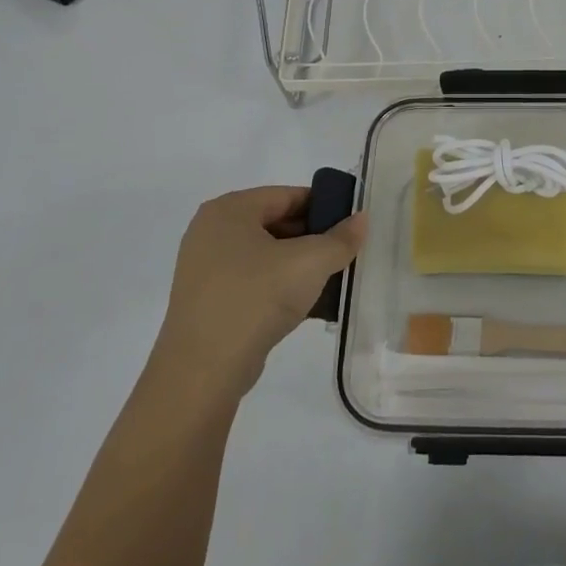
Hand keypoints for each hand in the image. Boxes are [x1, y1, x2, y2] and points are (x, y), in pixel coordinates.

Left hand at [155, 185, 365, 398]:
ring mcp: (206, 268)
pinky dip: (280, 286)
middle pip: (276, 223)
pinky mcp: (209, 300)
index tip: (352, 225)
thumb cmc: (256, 298)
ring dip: (299, 265)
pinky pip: (254, 281)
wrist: (204, 370)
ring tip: (333, 279)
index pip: (287, 195)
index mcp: (229, 210)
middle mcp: (211, 231)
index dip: (324, 206)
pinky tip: (308, 303)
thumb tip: (361, 219)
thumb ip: (341, 238)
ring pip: (266, 255)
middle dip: (313, 238)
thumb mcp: (310, 262)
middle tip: (346, 253)